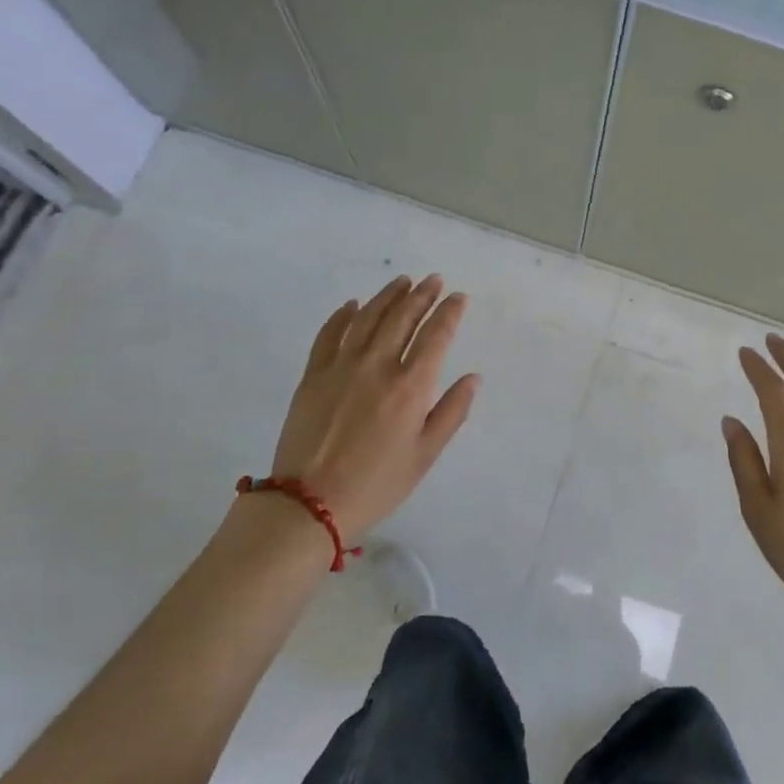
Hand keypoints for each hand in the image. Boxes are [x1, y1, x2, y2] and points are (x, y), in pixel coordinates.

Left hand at [268, 275, 478, 539]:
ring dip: (387, 296)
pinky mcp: (313, 375)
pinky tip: (352, 305)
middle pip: (402, 319)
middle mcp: (377, 366)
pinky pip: (329, 334)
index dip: (449, 312)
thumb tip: (473, 377)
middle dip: (421, 295)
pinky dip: (343, 315)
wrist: (310, 503)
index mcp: (410, 387)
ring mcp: (341, 367)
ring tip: (402, 281)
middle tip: (433, 280)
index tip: (458, 297)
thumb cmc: (377, 484)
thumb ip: (452, 412)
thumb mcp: (425, 455)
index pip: (435, 336)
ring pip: (367, 318)